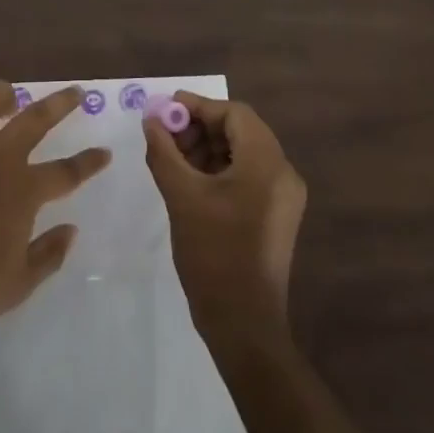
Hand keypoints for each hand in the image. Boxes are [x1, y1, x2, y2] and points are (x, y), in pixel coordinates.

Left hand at [0, 81, 110, 357]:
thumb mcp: (18, 285)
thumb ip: (49, 254)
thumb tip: (71, 229)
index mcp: (22, 191)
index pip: (67, 171)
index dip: (89, 162)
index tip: (105, 153)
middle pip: (34, 118)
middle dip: (61, 102)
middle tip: (76, 92)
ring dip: (1, 92)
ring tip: (9, 98)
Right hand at [144, 93, 306, 338]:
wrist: (244, 326)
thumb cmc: (213, 255)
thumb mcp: (181, 196)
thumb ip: (164, 151)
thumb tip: (151, 119)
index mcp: (267, 164)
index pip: (234, 114)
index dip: (198, 106)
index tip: (164, 110)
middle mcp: (283, 174)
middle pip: (240, 130)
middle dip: (199, 127)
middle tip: (164, 135)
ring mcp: (282, 197)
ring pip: (242, 153)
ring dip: (206, 148)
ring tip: (171, 157)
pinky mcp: (275, 216)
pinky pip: (247, 176)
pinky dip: (218, 169)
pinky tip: (189, 179)